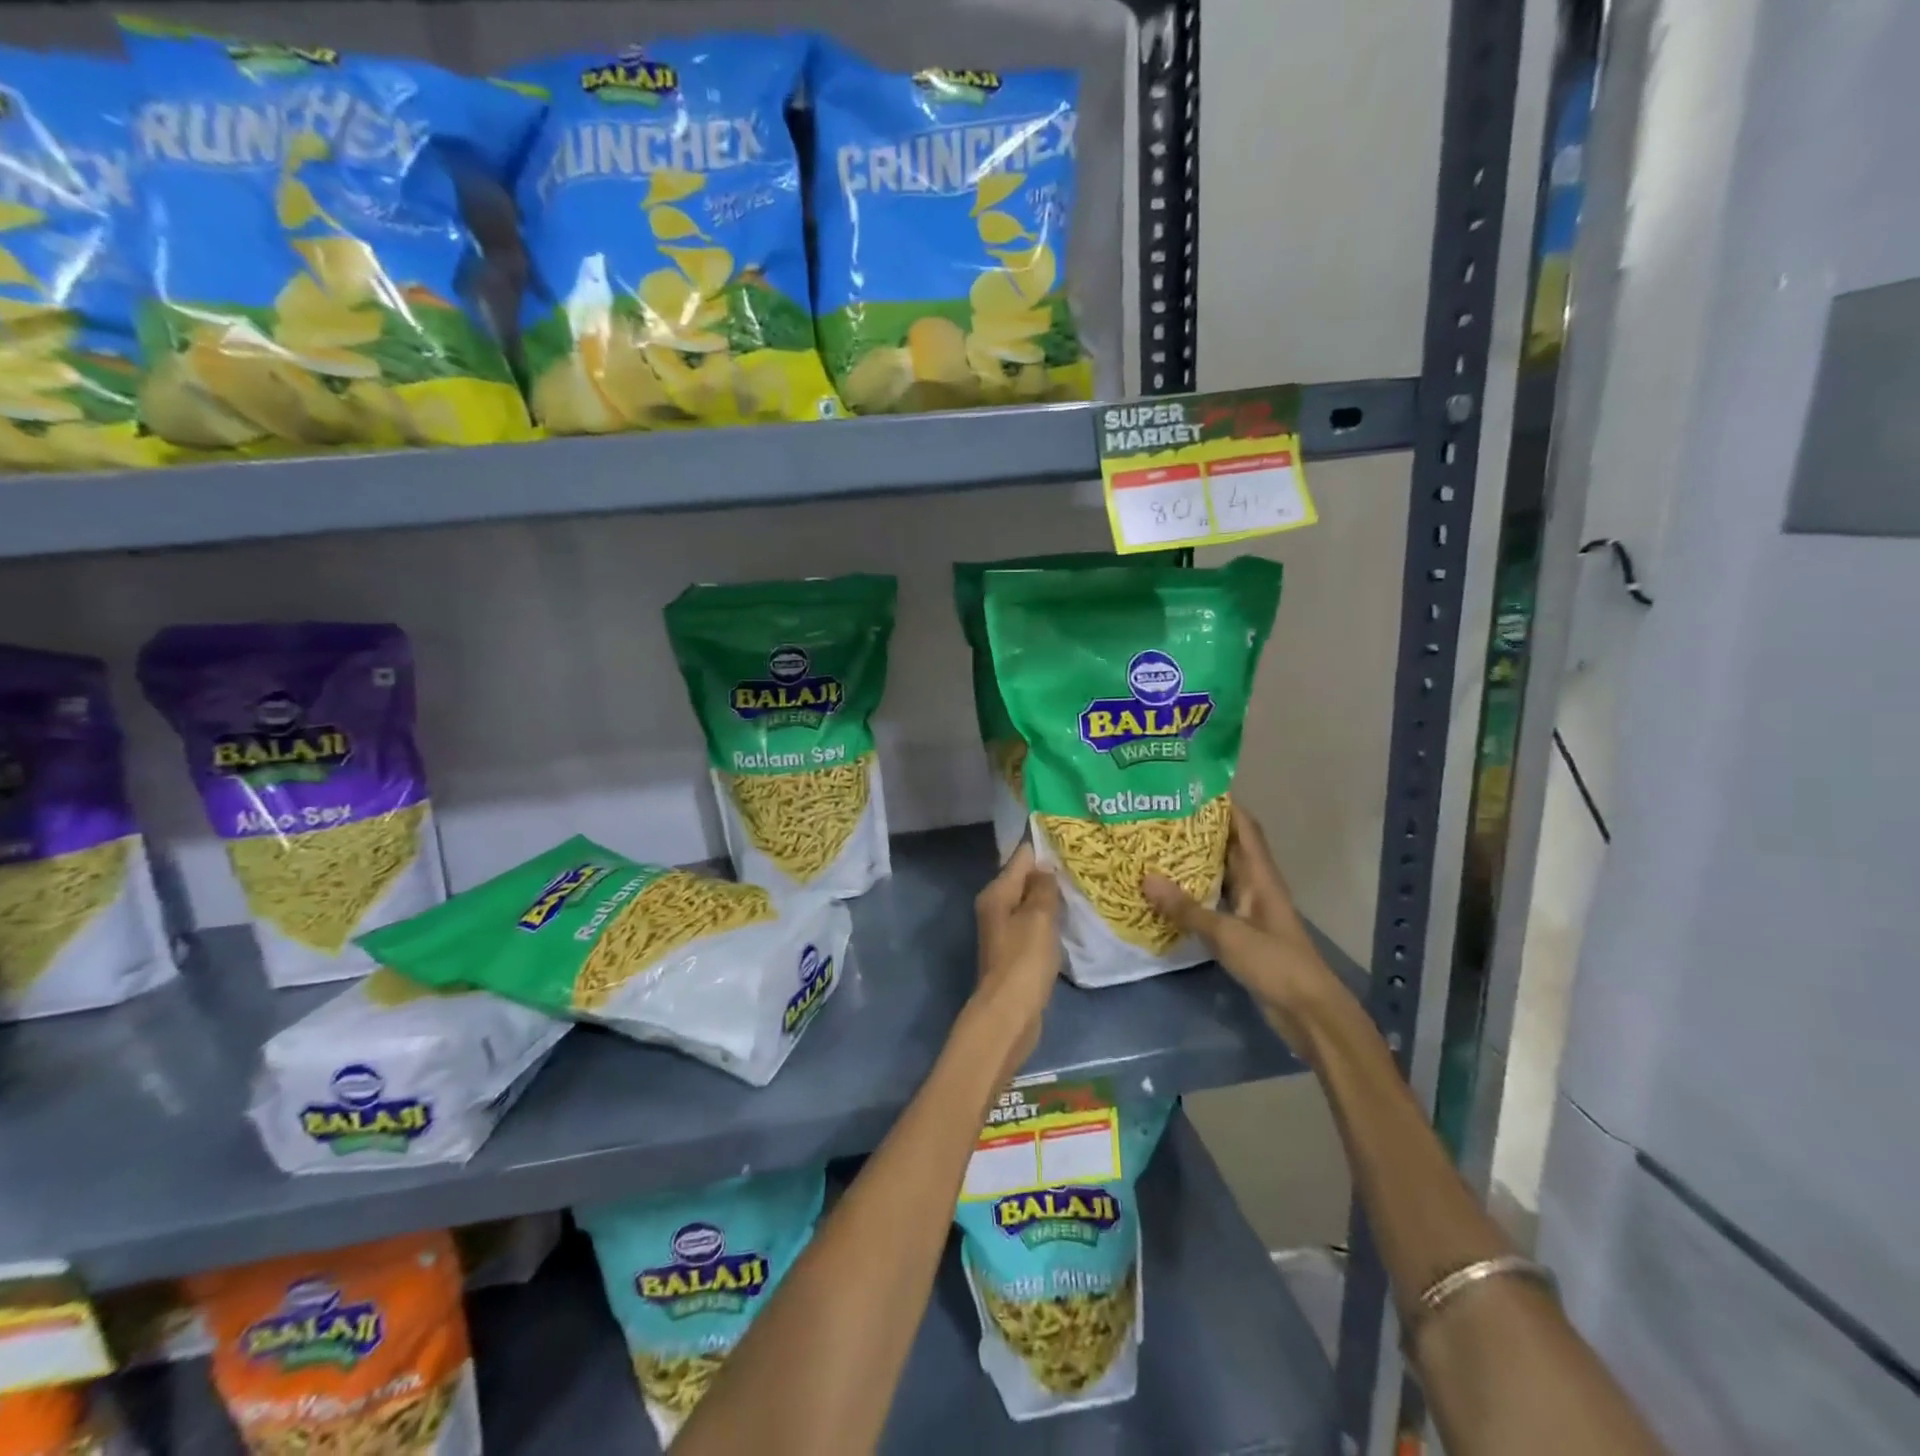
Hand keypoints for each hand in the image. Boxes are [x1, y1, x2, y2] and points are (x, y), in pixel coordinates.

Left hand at [970, 842, 1062, 1083]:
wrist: (1009, 1013)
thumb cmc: (1024, 960)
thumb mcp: (1038, 917)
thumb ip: (1043, 888)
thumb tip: (1045, 866)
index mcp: (997, 893)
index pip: (1021, 857)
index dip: (1044, 846)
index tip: (1073, 838)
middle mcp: (996, 906)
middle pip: (1024, 879)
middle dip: (1050, 871)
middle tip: (1085, 861)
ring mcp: (1005, 930)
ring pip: (1030, 903)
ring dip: (1051, 896)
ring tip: (1083, 885)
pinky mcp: (1016, 951)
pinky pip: (1034, 924)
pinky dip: (1050, 919)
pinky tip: (1070, 918)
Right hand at [1143, 804, 1342, 1047]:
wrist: (1307, 1010)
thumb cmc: (1274, 962)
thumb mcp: (1226, 934)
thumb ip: (1186, 908)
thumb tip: (1145, 877)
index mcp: (1260, 876)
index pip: (1244, 828)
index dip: (1224, 805)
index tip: (1190, 786)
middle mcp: (1256, 886)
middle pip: (1229, 847)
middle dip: (1200, 830)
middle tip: (1161, 815)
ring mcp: (1250, 910)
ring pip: (1220, 874)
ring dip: (1195, 861)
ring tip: (1157, 846)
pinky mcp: (1243, 932)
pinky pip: (1215, 901)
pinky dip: (1194, 893)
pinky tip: (1168, 892)